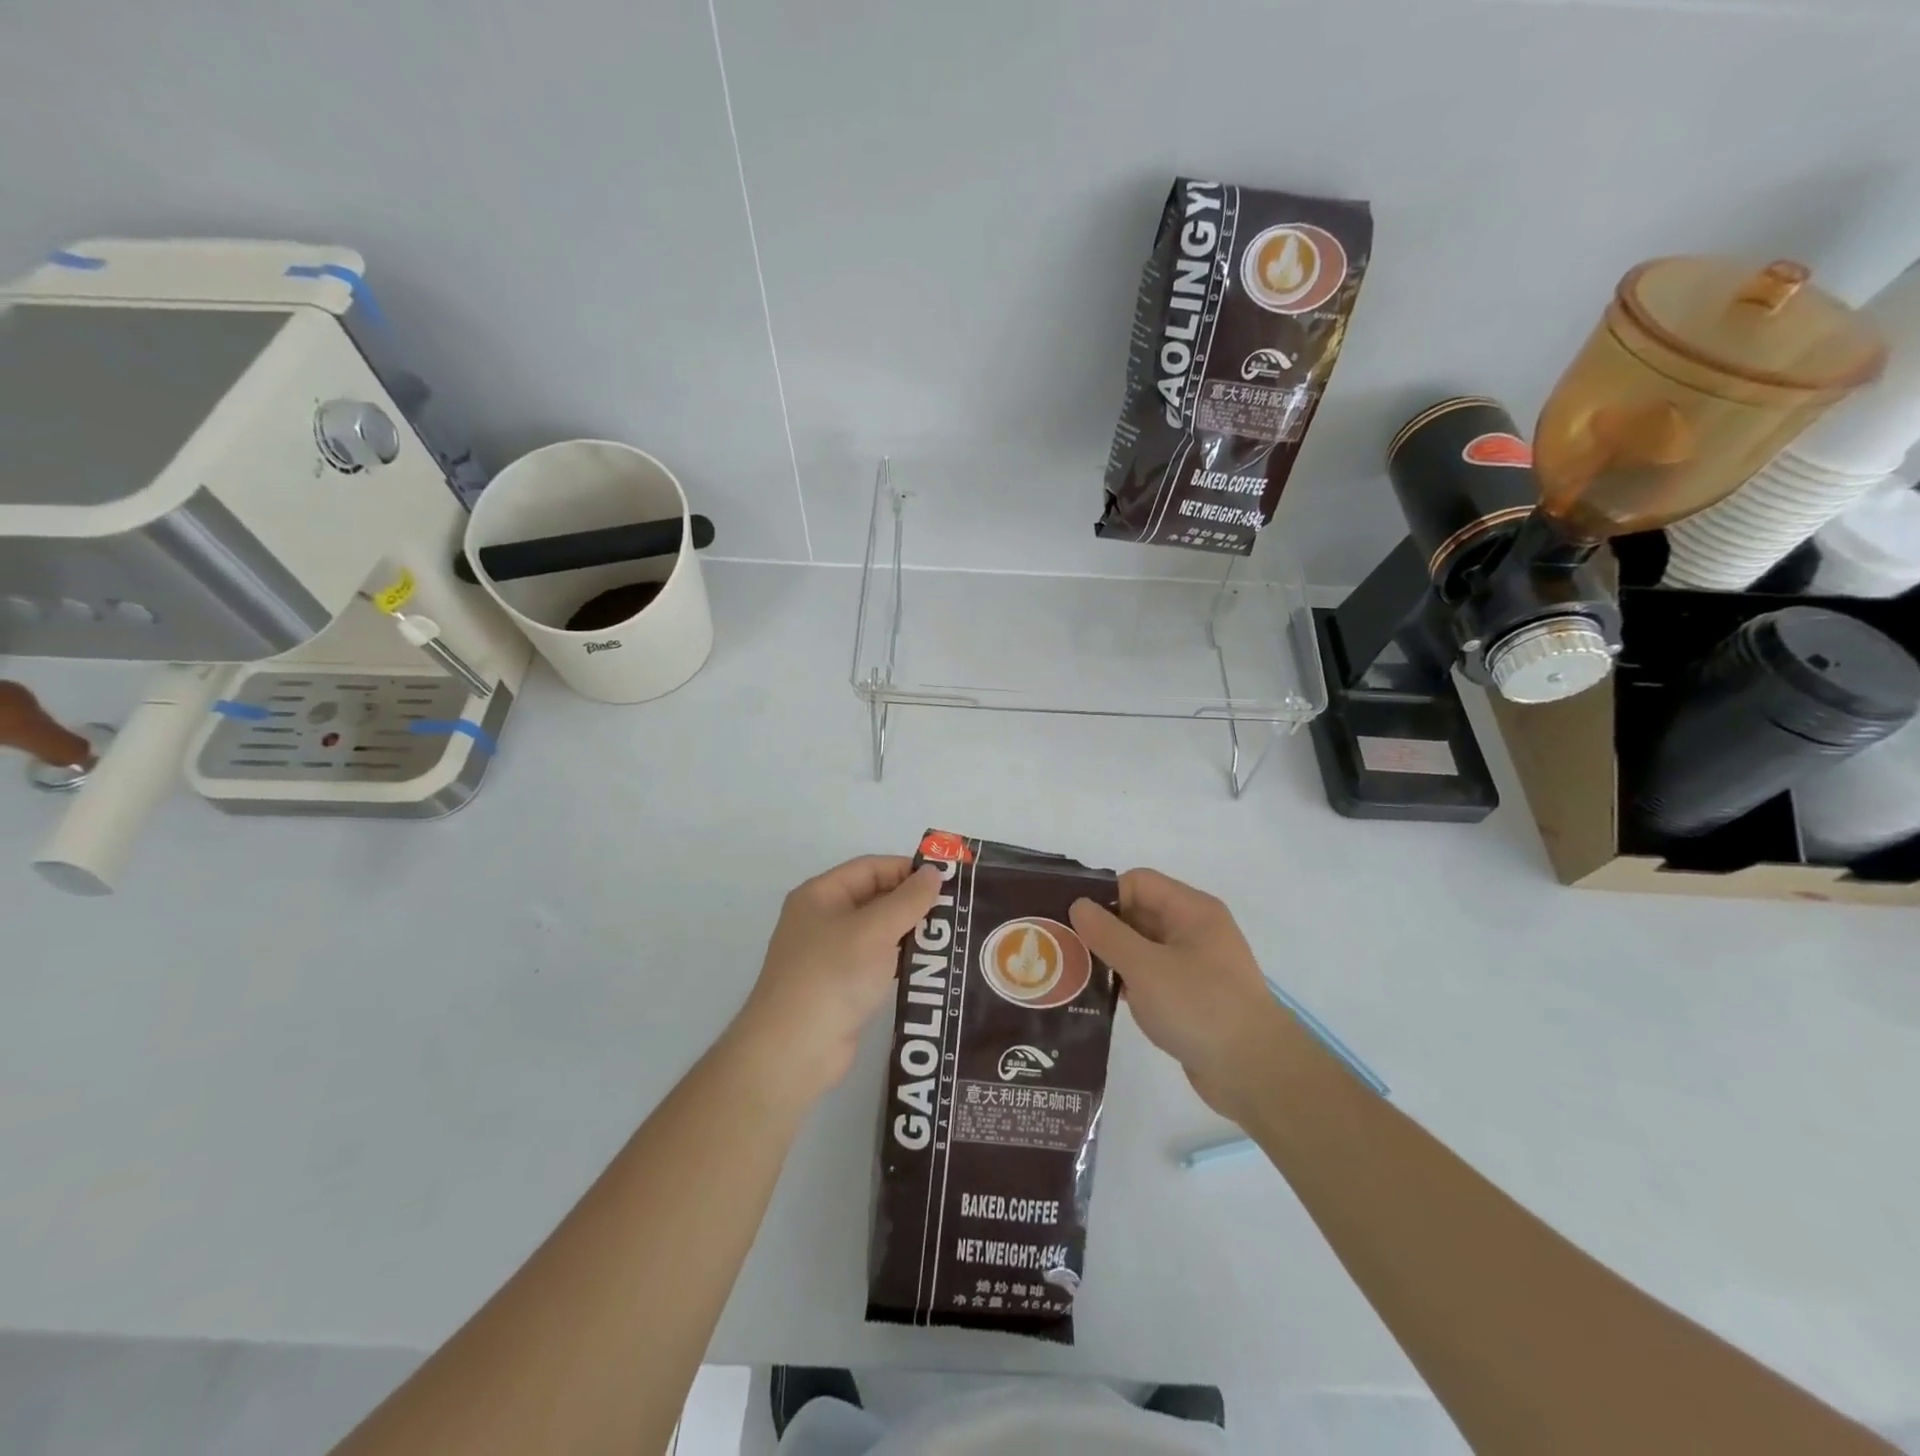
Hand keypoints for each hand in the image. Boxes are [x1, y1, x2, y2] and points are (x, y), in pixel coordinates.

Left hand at [732, 856, 942, 1101]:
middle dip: (913, 902)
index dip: (908, 870)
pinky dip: (901, 961)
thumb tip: (934, 872)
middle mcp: (823, 919)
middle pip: (875, 898)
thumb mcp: (875, 930)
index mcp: (821, 895)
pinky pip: (877, 962)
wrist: (793, 1051)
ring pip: (879, 932)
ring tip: (952, 938)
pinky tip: (931, 967)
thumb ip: (908, 899)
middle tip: (957, 911)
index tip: (948, 881)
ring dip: (911, 933)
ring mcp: (831, 955)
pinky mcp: (841, 987)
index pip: (871, 867)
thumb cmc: (833, 975)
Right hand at [1070, 868, 1289, 1120]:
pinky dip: (1127, 982)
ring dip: (1112, 958)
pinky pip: (1151, 976)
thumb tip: (1079, 905)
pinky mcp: (1191, 997)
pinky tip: (1100, 999)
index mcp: (1191, 910)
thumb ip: (1108, 933)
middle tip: (1064, 948)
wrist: (1256, 1073)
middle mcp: (1194, 930)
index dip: (1105, 897)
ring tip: (1074, 975)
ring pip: (1142, 947)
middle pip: (1138, 913)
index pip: (1138, 883)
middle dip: (1103, 928)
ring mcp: (1195, 965)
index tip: (1074, 923)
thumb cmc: (1200, 1007)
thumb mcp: (1146, 967)